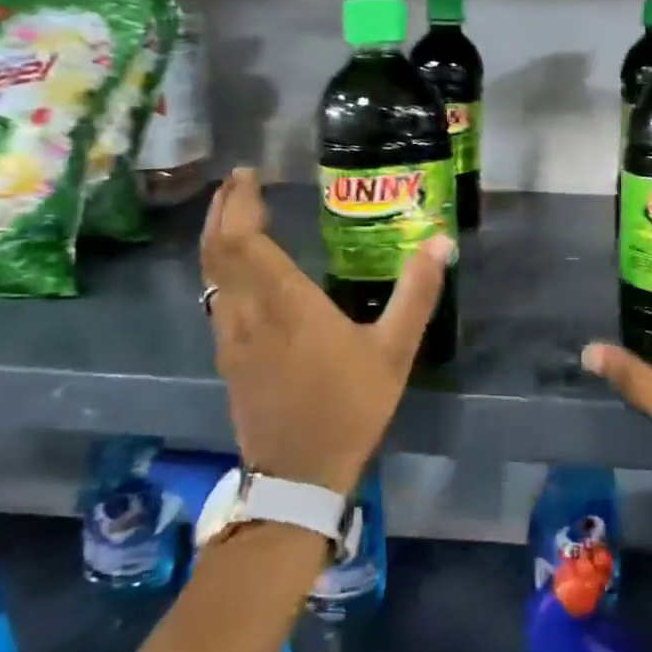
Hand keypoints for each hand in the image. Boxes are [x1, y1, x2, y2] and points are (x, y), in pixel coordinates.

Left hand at [200, 169, 452, 493]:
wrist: (299, 476)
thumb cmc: (349, 407)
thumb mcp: (395, 349)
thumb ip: (417, 292)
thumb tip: (441, 240)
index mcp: (285, 304)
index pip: (242, 241)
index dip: (239, 203)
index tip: (249, 175)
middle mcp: (247, 314)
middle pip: (216, 251)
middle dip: (222, 211)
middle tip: (239, 183)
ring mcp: (230, 338)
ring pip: (209, 275)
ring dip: (217, 238)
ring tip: (237, 215)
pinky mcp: (228, 358)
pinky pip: (215, 298)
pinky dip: (221, 269)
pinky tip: (241, 270)